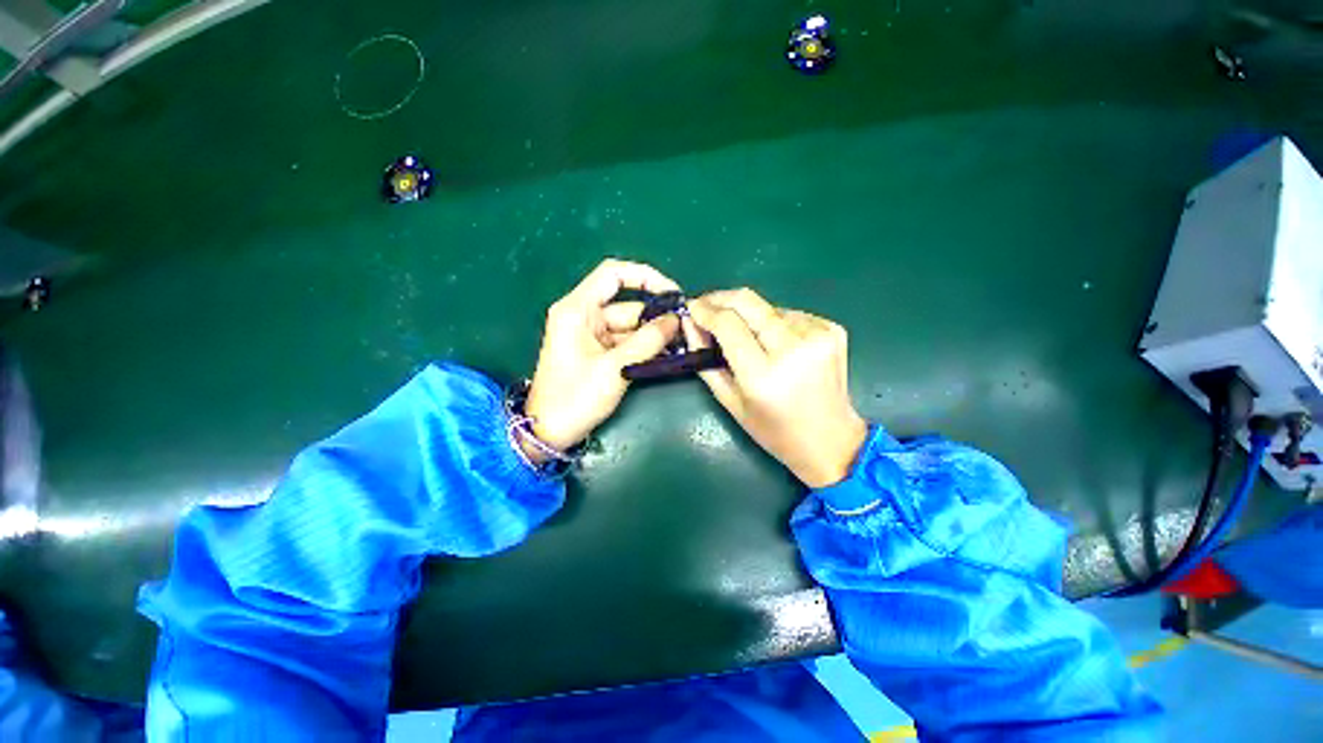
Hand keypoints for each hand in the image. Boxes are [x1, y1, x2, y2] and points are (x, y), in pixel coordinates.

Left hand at [524, 259, 681, 452]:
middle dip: (657, 318)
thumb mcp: (614, 368)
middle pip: (628, 306)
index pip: (614, 274)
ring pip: (630, 327)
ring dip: (654, 337)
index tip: (673, 294)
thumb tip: (676, 320)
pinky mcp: (597, 352)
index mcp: (578, 309)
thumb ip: (647, 341)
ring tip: (681, 347)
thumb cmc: (574, 398)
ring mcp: (591, 335)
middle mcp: (584, 316)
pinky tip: (666, 356)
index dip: (646, 277)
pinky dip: (644, 349)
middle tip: (686, 332)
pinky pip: (626, 343)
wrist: (547, 433)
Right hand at [685, 289, 867, 488]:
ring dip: (748, 315)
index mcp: (763, 375)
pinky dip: (773, 323)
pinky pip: (789, 314)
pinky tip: (774, 343)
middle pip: (748, 302)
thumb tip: (690, 323)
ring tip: (745, 336)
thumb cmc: (773, 430)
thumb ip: (705, 360)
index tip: (691, 307)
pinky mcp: (832, 329)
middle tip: (705, 305)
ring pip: (767, 307)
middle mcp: (793, 349)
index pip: (728, 324)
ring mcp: (818, 335)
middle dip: (720, 298)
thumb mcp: (730, 402)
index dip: (705, 310)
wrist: (831, 439)